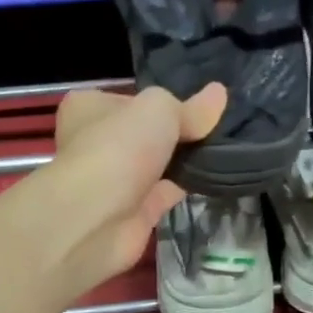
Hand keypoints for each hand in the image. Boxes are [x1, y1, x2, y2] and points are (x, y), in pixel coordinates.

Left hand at [38, 83, 226, 288]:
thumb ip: (190, 107)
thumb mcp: (159, 109)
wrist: (98, 218)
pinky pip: (165, 192)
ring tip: (224, 148)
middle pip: (144, 133)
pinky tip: (216, 175)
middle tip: (216, 127)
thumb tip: (219, 94)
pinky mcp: (131, 212)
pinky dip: (187, 186)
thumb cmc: (119, 148)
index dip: (160, 101)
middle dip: (176, 133)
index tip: (195, 105)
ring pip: (156, 164)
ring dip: (184, 160)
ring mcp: (114, 180)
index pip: (129, 100)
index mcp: (88, 108)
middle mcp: (96, 143)